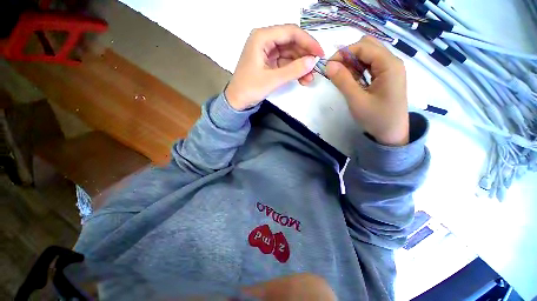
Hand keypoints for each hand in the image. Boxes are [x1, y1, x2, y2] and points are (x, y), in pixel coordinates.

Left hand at [226, 24, 324, 110]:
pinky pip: (285, 62)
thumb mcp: (272, 80)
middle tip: (315, 69)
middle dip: (304, 56)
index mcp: (262, 37)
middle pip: (291, 42)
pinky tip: (301, 79)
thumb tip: (313, 61)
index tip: (320, 54)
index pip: (290, 32)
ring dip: (300, 65)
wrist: (237, 101)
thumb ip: (293, 70)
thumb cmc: (250, 89)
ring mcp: (267, 51)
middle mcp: (265, 40)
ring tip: (309, 79)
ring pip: (290, 53)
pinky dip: (294, 70)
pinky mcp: (269, 62)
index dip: (308, 42)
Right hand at [326, 36, 408, 145]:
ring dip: (353, 62)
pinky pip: (371, 65)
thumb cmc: (376, 118)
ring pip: (369, 55)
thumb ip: (343, 81)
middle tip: (336, 72)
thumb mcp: (357, 100)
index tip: (328, 66)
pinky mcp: (387, 76)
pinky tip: (353, 80)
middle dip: (349, 55)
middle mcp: (392, 61)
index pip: (363, 46)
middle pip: (368, 46)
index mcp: (389, 64)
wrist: (392, 133)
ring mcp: (390, 69)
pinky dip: (359, 69)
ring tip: (343, 78)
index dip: (344, 53)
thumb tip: (328, 65)